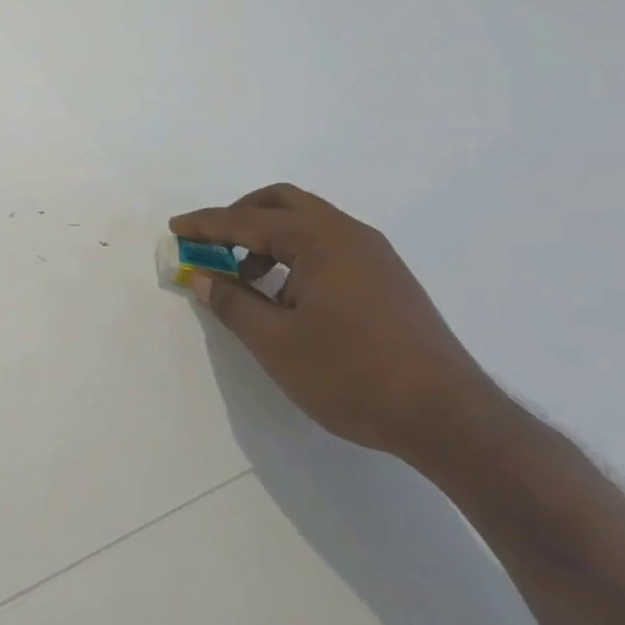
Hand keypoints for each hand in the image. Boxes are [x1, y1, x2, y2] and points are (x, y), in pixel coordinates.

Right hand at [170, 184, 501, 464]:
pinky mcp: (388, 282)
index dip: (206, 224)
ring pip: (308, 226)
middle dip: (240, 218)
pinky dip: (295, 257)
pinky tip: (287, 300)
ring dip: (268, 240)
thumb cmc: (352, 374)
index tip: (175, 228)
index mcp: (321, 240)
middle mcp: (350, 236)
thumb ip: (231, 302)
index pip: (248, 221)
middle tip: (211, 244)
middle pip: (283, 204)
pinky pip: (329, 249)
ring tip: (247, 282)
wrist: (450, 419)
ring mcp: (375, 258)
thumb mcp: (275, 342)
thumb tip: (202, 276)